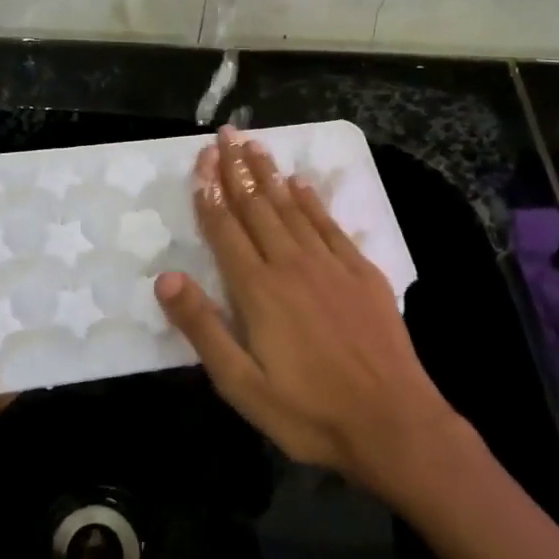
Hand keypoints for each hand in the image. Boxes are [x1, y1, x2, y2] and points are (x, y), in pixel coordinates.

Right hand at [155, 128, 460, 497]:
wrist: (393, 424)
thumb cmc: (308, 412)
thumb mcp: (241, 384)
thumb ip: (202, 328)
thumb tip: (166, 278)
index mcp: (258, 290)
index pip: (226, 230)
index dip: (210, 193)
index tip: (202, 160)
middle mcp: (291, 265)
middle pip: (257, 207)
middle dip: (237, 169)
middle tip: (225, 134)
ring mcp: (330, 265)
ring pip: (292, 207)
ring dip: (270, 174)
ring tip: (254, 145)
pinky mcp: (362, 272)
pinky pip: (330, 224)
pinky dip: (312, 200)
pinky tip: (301, 183)